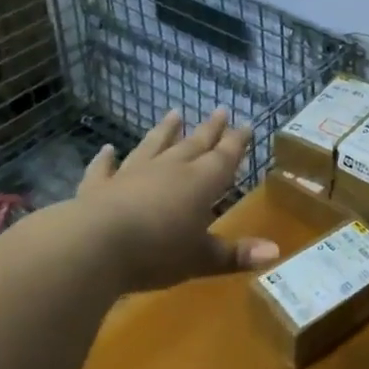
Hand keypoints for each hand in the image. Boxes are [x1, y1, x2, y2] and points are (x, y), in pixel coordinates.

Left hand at [67, 107, 278, 292]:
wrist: (93, 246)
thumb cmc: (156, 252)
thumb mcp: (201, 259)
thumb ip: (236, 254)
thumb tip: (276, 251)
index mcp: (200, 183)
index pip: (225, 157)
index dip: (237, 142)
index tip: (246, 124)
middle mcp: (170, 170)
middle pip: (194, 144)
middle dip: (210, 129)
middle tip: (221, 109)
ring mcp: (132, 174)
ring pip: (153, 146)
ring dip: (165, 131)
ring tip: (174, 114)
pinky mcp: (98, 187)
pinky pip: (104, 168)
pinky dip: (106, 159)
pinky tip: (107, 149)